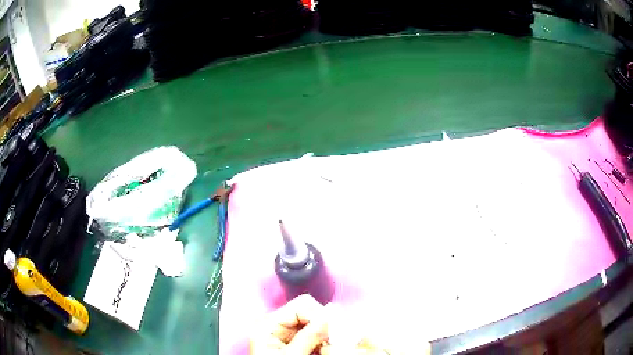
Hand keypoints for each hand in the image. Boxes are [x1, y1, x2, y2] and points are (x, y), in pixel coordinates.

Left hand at [250, 294, 328, 354]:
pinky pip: (314, 336)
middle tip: (328, 344)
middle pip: (309, 313)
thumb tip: (330, 314)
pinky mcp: (294, 343)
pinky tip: (321, 351)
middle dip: (323, 327)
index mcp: (269, 325)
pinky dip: (322, 343)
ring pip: (315, 325)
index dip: (318, 316)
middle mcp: (277, 326)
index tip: (329, 334)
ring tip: (323, 350)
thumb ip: (309, 336)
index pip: (301, 305)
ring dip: (324, 337)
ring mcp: (286, 335)